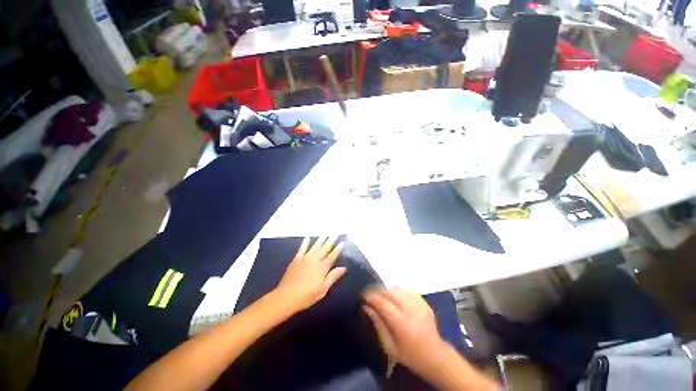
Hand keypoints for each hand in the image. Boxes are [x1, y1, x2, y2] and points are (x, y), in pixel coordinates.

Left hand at [275, 237, 345, 312]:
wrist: (286, 297)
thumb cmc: (307, 295)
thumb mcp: (323, 289)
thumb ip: (333, 277)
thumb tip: (343, 268)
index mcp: (322, 267)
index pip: (332, 256)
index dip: (338, 249)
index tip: (342, 241)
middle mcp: (315, 260)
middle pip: (324, 248)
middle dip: (330, 240)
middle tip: (335, 233)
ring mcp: (305, 258)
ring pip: (315, 246)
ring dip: (321, 239)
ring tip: (325, 233)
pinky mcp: (296, 259)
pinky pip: (302, 248)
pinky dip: (305, 242)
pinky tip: (307, 237)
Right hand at [362, 288, 448, 376]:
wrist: (435, 355)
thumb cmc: (409, 355)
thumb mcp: (389, 346)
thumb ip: (378, 324)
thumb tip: (366, 307)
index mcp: (402, 325)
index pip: (383, 304)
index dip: (372, 297)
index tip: (363, 295)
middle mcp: (411, 310)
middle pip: (390, 293)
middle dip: (378, 291)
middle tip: (371, 295)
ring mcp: (419, 304)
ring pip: (398, 288)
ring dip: (387, 290)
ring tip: (382, 296)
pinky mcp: (423, 301)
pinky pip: (406, 290)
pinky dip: (397, 291)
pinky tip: (395, 297)